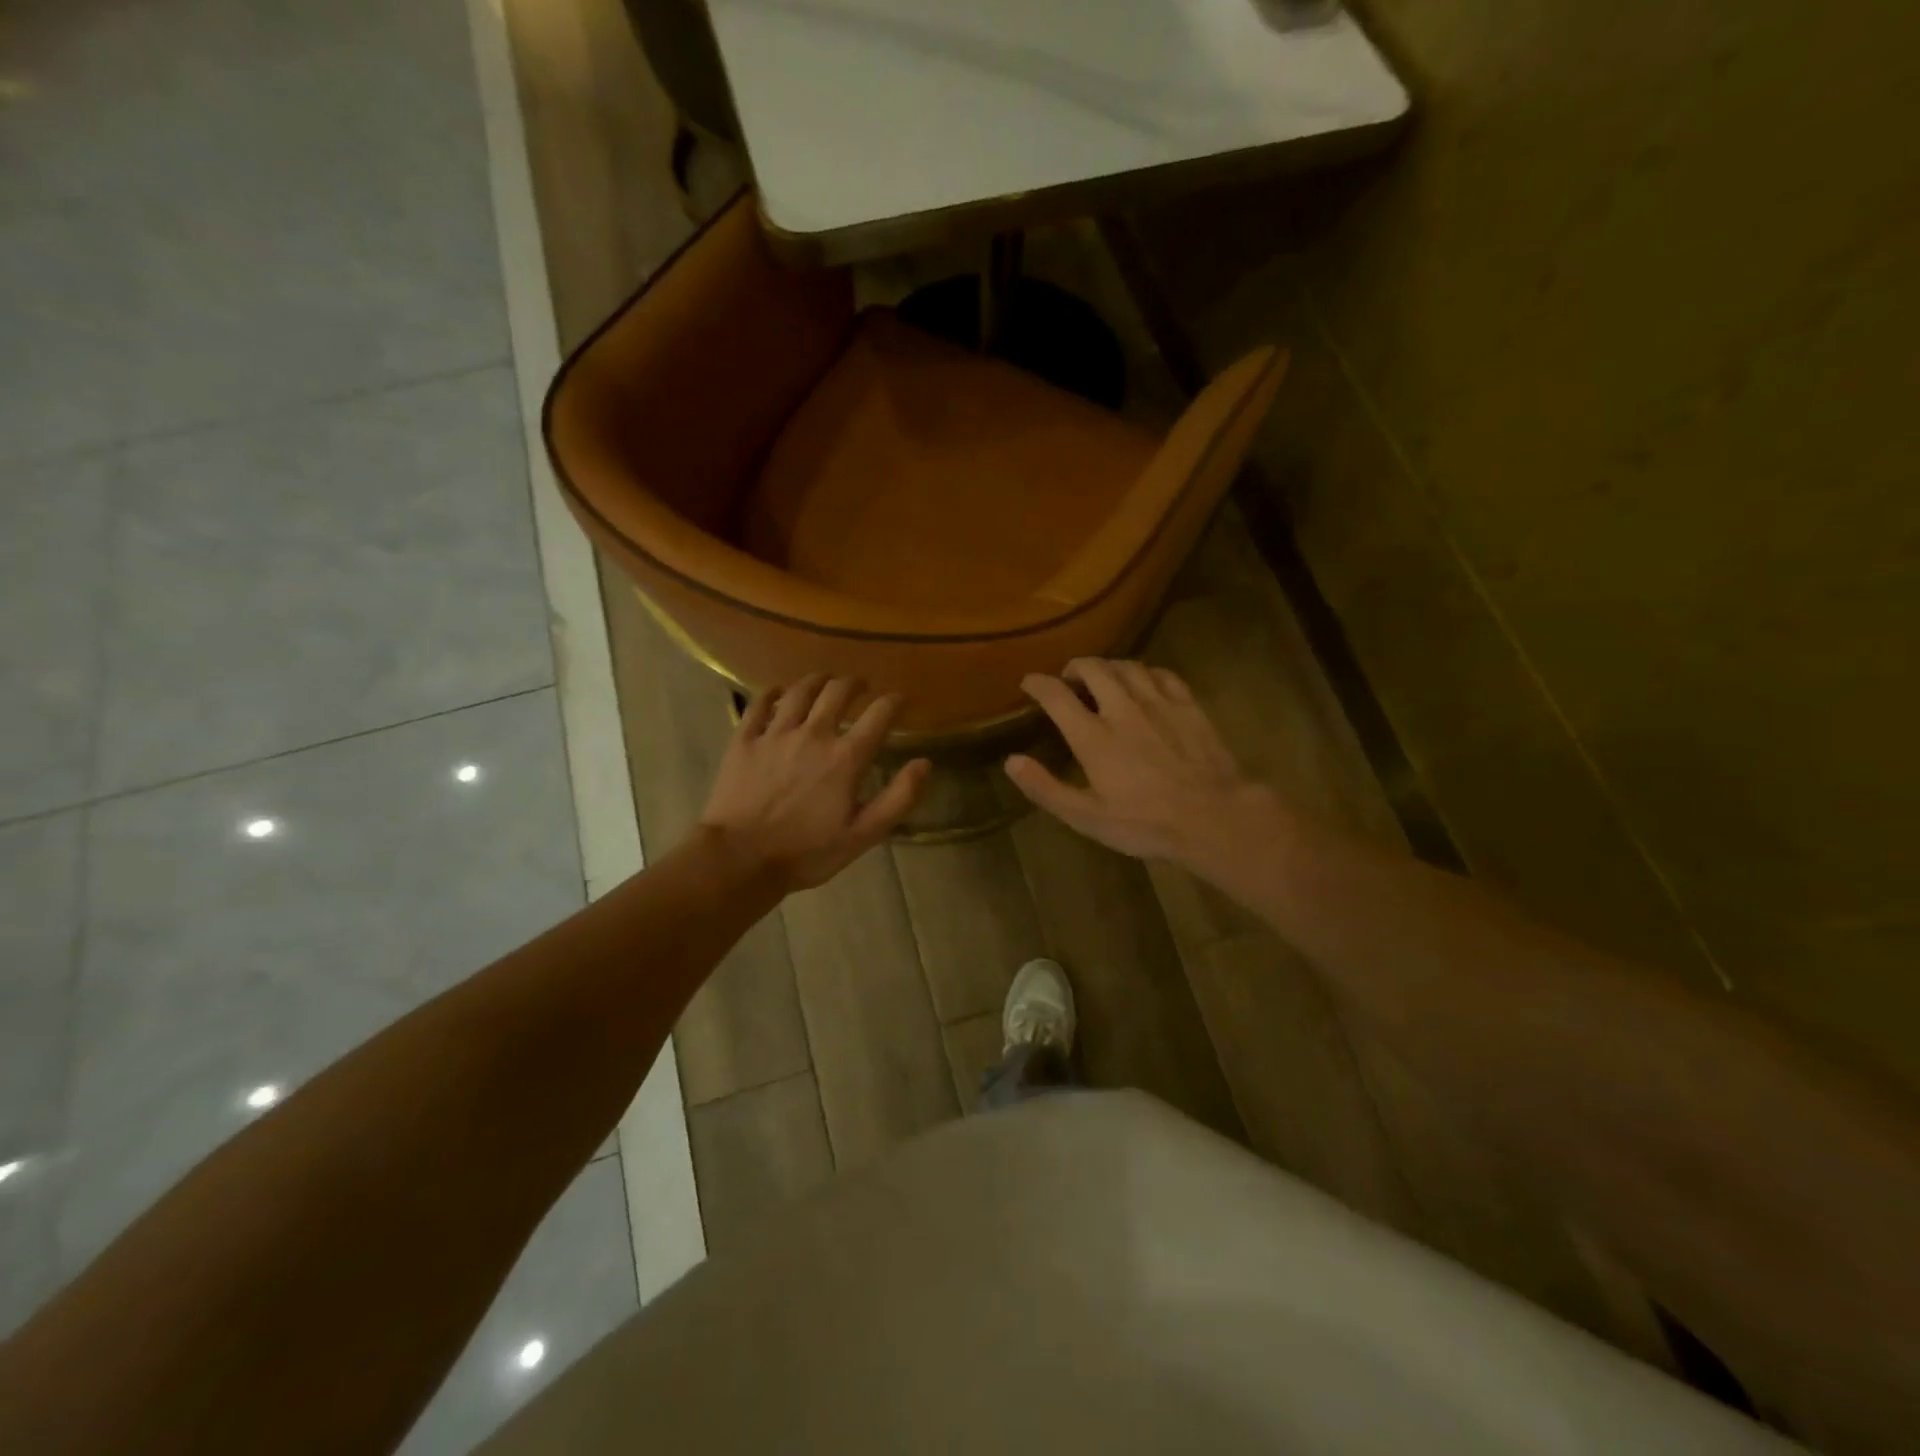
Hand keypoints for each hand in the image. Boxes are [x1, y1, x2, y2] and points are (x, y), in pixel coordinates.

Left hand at [699, 675, 930, 892]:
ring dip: (817, 680)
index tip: (902, 699)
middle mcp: (813, 734)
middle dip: (854, 683)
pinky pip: (758, 705)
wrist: (740, 858)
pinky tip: (776, 691)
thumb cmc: (806, 852)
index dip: (895, 701)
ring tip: (825, 680)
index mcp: (846, 757)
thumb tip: (924, 763)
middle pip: (837, 692)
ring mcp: (775, 734)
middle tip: (861, 685)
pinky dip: (771, 693)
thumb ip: (898, 798)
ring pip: (799, 692)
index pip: (879, 715)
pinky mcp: (744, 740)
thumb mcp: (863, 835)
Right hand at [1004, 658, 1275, 869]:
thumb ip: (1046, 788)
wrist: (1213, 816)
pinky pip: (1161, 673)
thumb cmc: (1145, 823)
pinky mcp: (1188, 704)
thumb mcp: (1087, 817)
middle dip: (1074, 667)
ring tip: (1102, 677)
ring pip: (1127, 666)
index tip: (1029, 683)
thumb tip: (1011, 761)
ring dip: (1108, 666)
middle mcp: (1122, 708)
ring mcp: (1158, 702)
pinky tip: (1144, 682)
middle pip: (1093, 668)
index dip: (1037, 684)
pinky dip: (1144, 672)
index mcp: (1093, 736)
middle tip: (1068, 679)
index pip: (1056, 695)